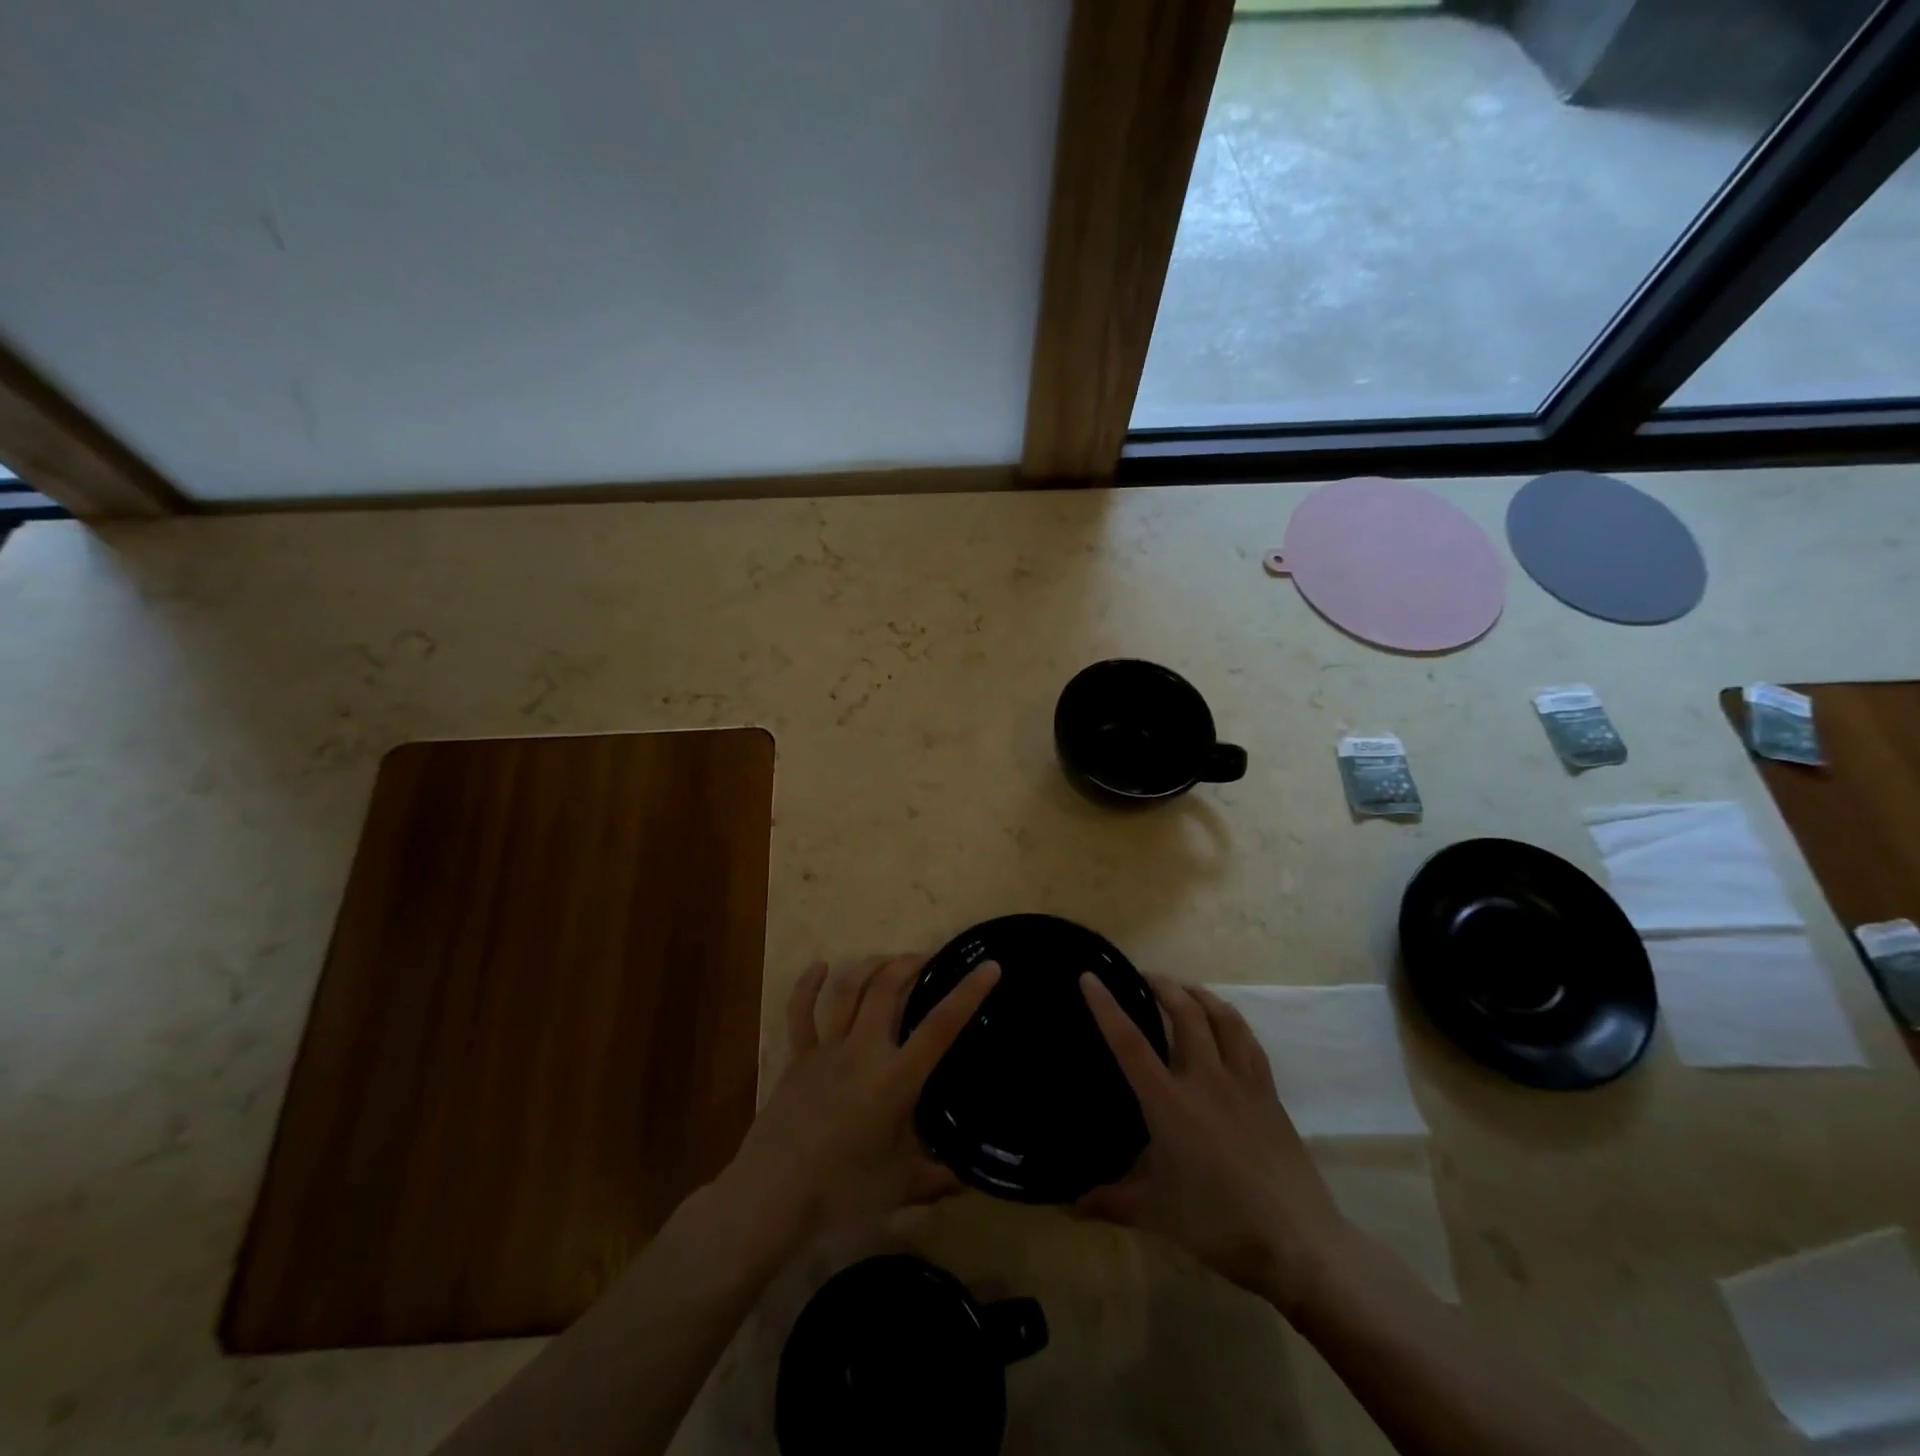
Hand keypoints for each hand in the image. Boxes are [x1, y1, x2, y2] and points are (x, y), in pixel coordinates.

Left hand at [725, 955, 999, 1242]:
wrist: (772, 1195)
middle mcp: (863, 1051)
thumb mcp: (900, 1187)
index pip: (940, 1026)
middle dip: (910, 964)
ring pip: (848, 990)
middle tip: (928, 959)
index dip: (968, 994)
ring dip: (870, 967)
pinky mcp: (797, 1058)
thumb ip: (937, 1178)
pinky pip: (800, 1013)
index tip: (989, 966)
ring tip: (889, 960)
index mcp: (896, 1078)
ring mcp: (826, 1049)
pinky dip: (807, 985)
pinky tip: (818, 966)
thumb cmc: (842, 1191)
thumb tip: (970, 1180)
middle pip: (887, 988)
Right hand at [1076, 974, 1345, 1308]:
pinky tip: (1225, 1023)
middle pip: (1184, 1013)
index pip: (1129, 1043)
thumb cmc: (1218, 1223)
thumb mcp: (1156, 1213)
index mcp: (1169, 1102)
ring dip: (1199, 994)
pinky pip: (1249, 1041)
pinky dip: (1231, 1020)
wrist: (1298, 1242)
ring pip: (1222, 1017)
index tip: (1090, 977)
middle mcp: (1204, 1079)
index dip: (1106, 1007)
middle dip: (1162, 985)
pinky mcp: (1269, 1093)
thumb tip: (1069, 1205)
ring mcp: (1242, 1082)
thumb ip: (1111, 1201)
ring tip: (1183, 989)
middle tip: (1143, 977)